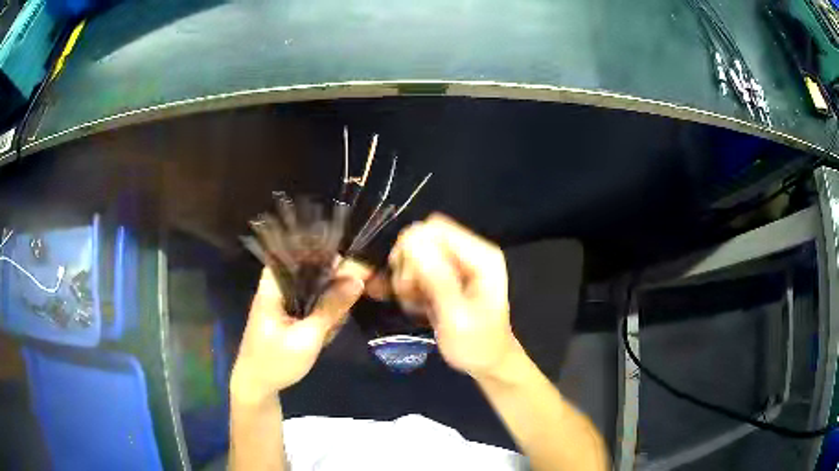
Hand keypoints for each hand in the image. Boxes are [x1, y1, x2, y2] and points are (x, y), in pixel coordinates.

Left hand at [231, 262, 367, 404]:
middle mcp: (277, 285)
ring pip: (313, 287)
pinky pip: (310, 302)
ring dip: (328, 303)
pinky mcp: (288, 312)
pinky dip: (321, 314)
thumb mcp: (307, 337)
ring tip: (328, 330)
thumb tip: (358, 279)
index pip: (298, 251)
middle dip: (332, 284)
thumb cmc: (276, 361)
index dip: (325, 253)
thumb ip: (331, 308)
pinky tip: (324, 334)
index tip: (351, 266)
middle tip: (341, 311)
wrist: (257, 385)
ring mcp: (282, 299)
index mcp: (273, 284)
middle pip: (310, 268)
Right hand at [389, 214, 517, 378]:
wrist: (486, 363)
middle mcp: (469, 251)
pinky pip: (415, 268)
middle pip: (421, 238)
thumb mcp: (456, 316)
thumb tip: (412, 240)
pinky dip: (410, 286)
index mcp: (481, 255)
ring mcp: (457, 262)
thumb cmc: (476, 344)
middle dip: (408, 268)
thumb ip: (437, 278)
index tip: (408, 283)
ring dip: (407, 280)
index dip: (412, 250)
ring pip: (414, 254)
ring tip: (417, 305)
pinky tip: (419, 305)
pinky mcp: (446, 274)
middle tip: (412, 296)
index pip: (434, 228)